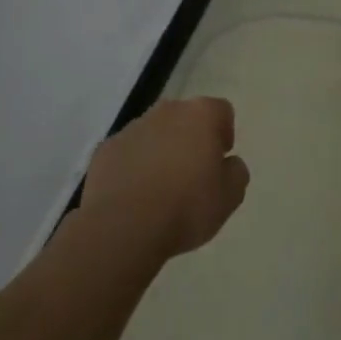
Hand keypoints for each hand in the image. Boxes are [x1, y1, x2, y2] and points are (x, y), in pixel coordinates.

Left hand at [83, 97, 249, 258]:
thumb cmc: (185, 207)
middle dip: (190, 140)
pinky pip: (127, 153)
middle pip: (185, 118)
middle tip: (192, 175)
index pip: (221, 111)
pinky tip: (133, 196)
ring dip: (160, 152)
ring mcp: (132, 128)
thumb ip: (236, 172)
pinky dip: (133, 167)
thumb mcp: (230, 197)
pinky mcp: (105, 150)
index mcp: (201, 114)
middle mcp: (167, 111)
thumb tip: (228, 164)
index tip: (219, 161)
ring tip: (159, 190)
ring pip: (154, 133)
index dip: (224, 134)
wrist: (123, 228)